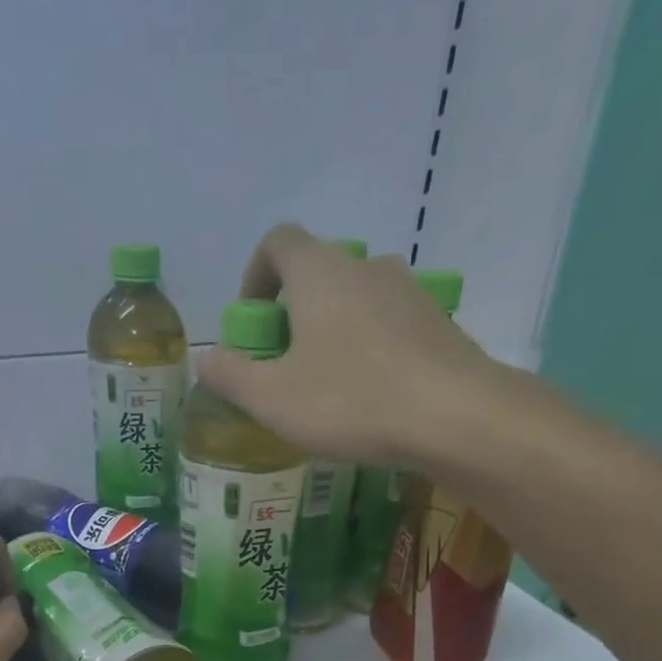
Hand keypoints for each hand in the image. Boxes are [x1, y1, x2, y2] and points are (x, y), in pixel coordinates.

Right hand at [194, 224, 505, 466]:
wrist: (456, 417)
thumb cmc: (351, 401)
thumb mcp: (273, 398)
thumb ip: (231, 376)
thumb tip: (205, 360)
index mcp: (320, 272)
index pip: (278, 242)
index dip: (255, 276)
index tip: (251, 324)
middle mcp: (367, 267)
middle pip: (318, 274)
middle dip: (292, 314)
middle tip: (284, 367)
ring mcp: (410, 293)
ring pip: (356, 302)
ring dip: (333, 334)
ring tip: (327, 388)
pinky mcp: (440, 325)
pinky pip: (390, 327)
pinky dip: (370, 351)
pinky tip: (370, 400)